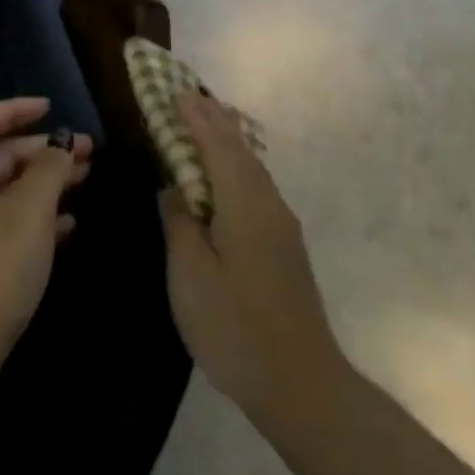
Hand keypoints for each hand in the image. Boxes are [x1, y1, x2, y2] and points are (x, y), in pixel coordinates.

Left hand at [0, 97, 91, 392]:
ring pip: (10, 188)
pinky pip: (10, 221)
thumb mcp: (29, 213)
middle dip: (42, 148)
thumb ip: (48, 171)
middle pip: (0, 155)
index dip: (13, 109)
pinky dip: (39, 214)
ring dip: (46, 180)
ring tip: (86, 179)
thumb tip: (59, 146)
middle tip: (87, 151)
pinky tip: (70, 223)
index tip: (50, 108)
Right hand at [160, 94, 344, 429]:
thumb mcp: (191, 274)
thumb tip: (174, 187)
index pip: (217, 144)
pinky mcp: (284, 245)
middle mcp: (268, 204)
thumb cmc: (235, 327)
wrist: (301, 384)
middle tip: (187, 96)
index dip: (196, 116)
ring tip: (205, 122)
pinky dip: (235, 166)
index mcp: (244, 204)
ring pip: (251, 167)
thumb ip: (180, 223)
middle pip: (239, 149)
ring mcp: (281, 225)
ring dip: (226, 140)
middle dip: (213, 119)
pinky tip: (226, 175)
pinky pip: (256, 186)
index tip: (175, 91)